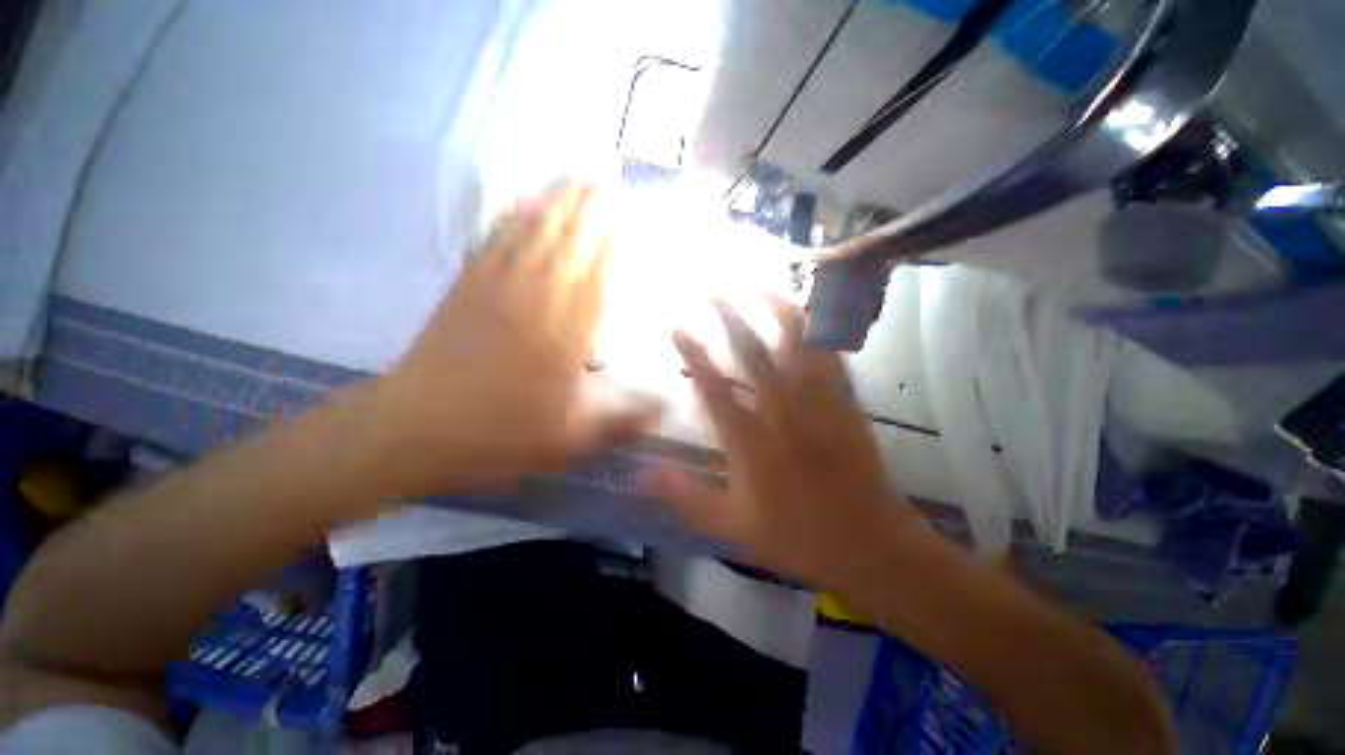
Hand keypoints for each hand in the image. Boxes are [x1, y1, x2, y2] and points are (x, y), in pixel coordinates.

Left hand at [369, 184, 657, 495]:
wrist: (418, 427)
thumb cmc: (503, 432)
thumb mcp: (574, 438)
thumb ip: (624, 420)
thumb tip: (668, 408)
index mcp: (568, 332)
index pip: (600, 274)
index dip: (617, 243)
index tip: (633, 217)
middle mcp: (539, 298)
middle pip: (570, 242)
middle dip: (592, 208)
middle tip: (609, 176)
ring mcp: (499, 286)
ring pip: (535, 232)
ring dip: (557, 202)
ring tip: (575, 175)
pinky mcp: (467, 286)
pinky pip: (494, 240)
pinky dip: (510, 216)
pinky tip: (519, 198)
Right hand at [640, 298, 922, 585]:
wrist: (871, 545)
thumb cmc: (798, 537)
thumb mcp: (732, 527)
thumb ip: (686, 497)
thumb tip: (641, 476)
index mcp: (751, 442)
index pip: (715, 388)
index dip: (694, 355)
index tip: (677, 327)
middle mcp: (782, 413)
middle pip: (754, 354)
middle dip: (731, 318)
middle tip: (714, 291)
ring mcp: (819, 404)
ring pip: (797, 346)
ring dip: (776, 310)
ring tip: (760, 284)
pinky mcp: (847, 403)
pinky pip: (831, 356)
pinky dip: (818, 329)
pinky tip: (809, 310)